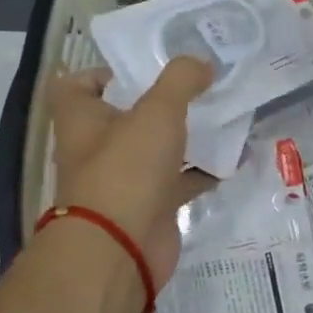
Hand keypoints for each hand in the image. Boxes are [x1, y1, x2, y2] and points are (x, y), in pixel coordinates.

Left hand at [47, 57, 215, 289]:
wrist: (120, 250)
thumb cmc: (126, 169)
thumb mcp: (157, 111)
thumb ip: (181, 79)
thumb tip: (202, 62)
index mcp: (82, 119)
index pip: (77, 85)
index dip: (103, 73)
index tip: (142, 68)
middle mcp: (97, 147)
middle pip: (125, 116)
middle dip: (160, 102)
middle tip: (199, 84)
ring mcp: (124, 179)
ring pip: (156, 148)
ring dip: (186, 135)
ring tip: (224, 113)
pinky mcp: (150, 206)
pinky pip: (180, 181)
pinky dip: (204, 171)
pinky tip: (235, 157)